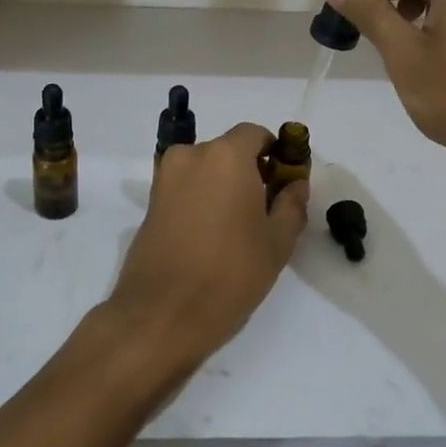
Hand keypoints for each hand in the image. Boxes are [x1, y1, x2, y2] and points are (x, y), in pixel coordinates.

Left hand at [98, 123, 308, 386]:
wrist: (161, 312)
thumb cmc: (229, 273)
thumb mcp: (277, 242)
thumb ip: (291, 203)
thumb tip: (295, 183)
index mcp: (226, 155)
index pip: (255, 134)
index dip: (274, 152)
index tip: (283, 182)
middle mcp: (192, 155)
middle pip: (228, 150)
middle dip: (249, 171)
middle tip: (264, 210)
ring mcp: (165, 177)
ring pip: (205, 169)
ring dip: (223, 186)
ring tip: (236, 228)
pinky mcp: (150, 201)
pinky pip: (186, 187)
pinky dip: (202, 198)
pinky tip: (211, 235)